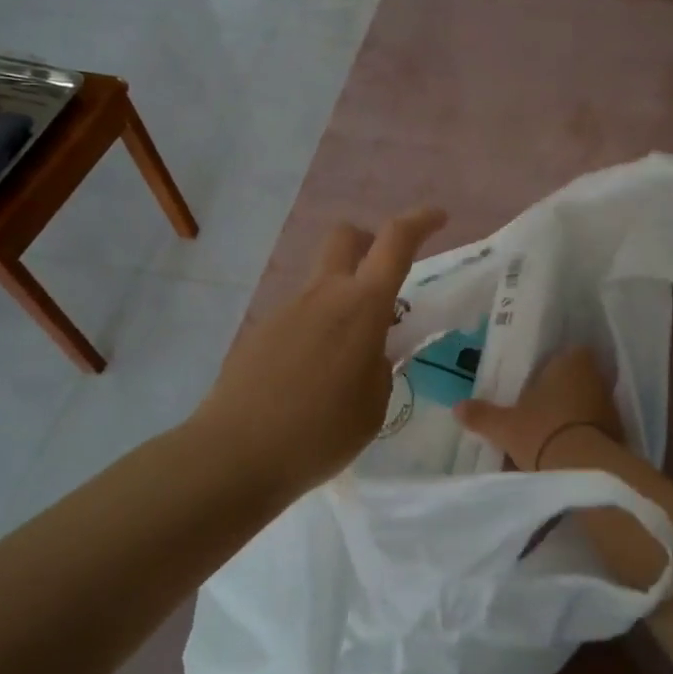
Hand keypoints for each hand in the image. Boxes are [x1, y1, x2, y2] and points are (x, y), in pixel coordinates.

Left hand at [194, 205, 445, 494]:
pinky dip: (316, 332)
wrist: (234, 455)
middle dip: (369, 242)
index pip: (395, 242)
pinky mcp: (260, 333)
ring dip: (342, 301)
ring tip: (346, 362)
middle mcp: (323, 295)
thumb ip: (380, 368)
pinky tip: (310, 381)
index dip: (420, 222)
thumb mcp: (373, 406)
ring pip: (322, 283)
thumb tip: (370, 354)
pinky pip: (299, 317)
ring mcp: (286, 310)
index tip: (438, 218)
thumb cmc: (320, 433)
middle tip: (384, 278)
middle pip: (345, 237)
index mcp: (361, 307)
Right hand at [455, 347, 672, 588]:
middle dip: (558, 391)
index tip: (534, 380)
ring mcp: (610, 404)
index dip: (550, 366)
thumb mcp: (505, 426)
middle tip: (535, 406)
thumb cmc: (542, 432)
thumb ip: (482, 414)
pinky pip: (594, 426)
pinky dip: (581, 434)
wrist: (585, 471)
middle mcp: (595, 376)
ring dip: (571, 414)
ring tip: (547, 432)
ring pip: (585, 403)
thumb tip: (457, 407)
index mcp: (571, 361)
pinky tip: (564, 449)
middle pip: (574, 378)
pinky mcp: (618, 433)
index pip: (564, 352)